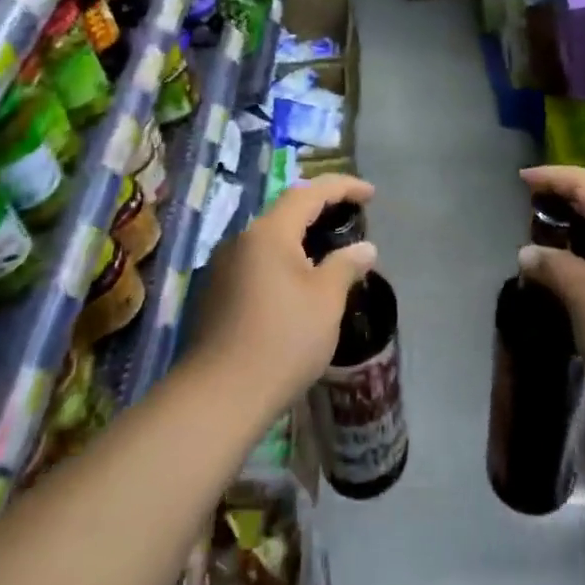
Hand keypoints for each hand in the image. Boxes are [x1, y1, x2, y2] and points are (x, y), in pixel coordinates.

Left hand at [190, 174, 378, 409]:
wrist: (218, 398)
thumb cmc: (282, 341)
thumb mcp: (326, 301)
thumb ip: (345, 265)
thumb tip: (365, 248)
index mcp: (268, 233)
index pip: (309, 193)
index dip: (343, 187)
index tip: (370, 193)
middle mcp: (240, 241)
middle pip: (285, 212)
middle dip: (320, 210)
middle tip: (351, 217)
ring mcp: (221, 268)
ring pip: (268, 240)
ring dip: (300, 238)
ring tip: (328, 251)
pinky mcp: (214, 295)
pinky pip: (256, 263)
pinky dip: (282, 261)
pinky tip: (297, 284)